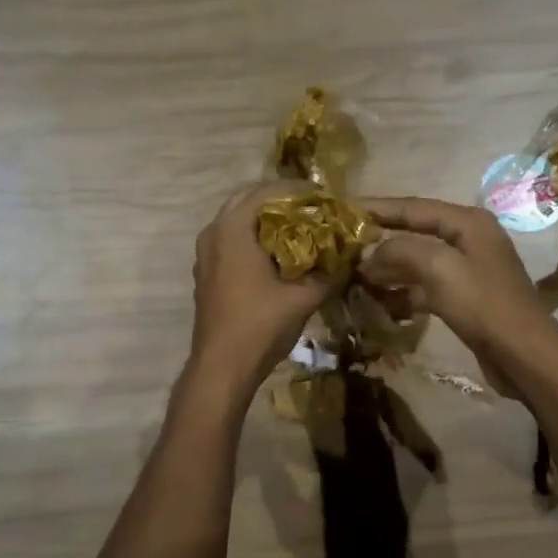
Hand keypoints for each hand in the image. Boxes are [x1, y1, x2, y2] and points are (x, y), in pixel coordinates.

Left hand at [189, 182, 328, 392]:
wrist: (222, 367)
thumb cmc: (260, 326)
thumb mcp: (303, 298)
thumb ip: (329, 273)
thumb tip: (351, 258)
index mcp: (233, 229)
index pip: (267, 191)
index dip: (299, 192)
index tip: (325, 199)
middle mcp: (213, 233)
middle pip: (248, 200)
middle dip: (281, 202)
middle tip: (313, 211)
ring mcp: (205, 254)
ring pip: (238, 221)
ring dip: (266, 220)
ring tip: (300, 230)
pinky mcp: (207, 272)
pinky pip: (231, 241)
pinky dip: (254, 238)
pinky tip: (279, 256)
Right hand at [357, 197, 557, 397]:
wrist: (524, 355)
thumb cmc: (484, 305)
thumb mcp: (439, 269)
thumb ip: (400, 251)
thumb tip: (368, 254)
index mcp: (467, 222)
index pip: (413, 207)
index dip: (378, 208)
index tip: (344, 211)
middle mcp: (469, 240)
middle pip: (415, 233)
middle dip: (380, 242)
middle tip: (343, 248)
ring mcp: (468, 271)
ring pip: (418, 263)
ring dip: (389, 270)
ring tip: (356, 278)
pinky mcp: (465, 299)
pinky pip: (426, 288)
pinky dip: (404, 293)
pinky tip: (382, 303)